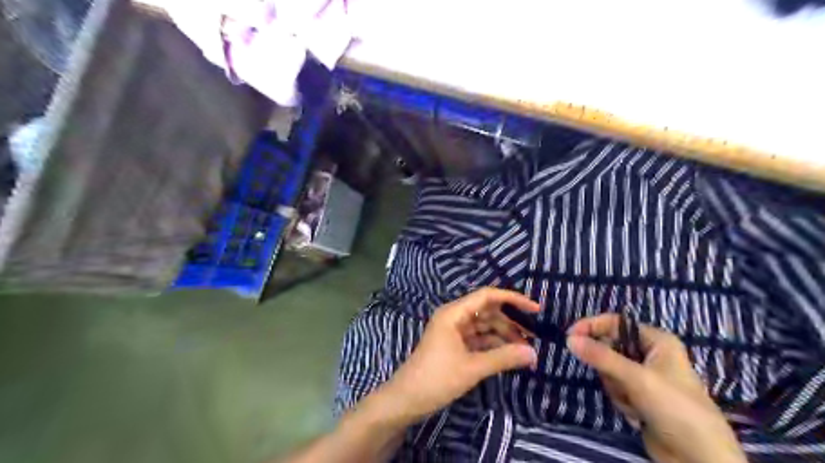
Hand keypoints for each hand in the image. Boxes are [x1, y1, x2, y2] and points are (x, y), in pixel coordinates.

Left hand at [382, 288, 539, 425]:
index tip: (536, 309)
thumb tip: (533, 353)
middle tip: (534, 336)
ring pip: (484, 326)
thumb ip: (503, 358)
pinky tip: (509, 355)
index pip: (487, 296)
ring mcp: (453, 331)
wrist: (406, 399)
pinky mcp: (454, 345)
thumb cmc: (436, 378)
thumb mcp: (472, 368)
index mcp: (454, 313)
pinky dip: (494, 346)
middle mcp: (454, 317)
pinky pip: (478, 339)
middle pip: (487, 311)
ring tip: (526, 350)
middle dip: (510, 322)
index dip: (513, 299)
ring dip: (504, 336)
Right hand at [568, 314, 748, 462]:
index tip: (570, 337)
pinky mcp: (640, 397)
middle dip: (608, 367)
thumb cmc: (675, 408)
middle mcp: (651, 354)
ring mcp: (645, 377)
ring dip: (615, 387)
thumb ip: (601, 357)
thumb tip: (569, 339)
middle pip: (610, 347)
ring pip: (610, 370)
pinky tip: (636, 414)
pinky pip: (615, 387)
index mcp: (657, 340)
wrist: (699, 459)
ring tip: (633, 402)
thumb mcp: (636, 378)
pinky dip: (620, 399)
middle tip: (615, 380)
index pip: (616, 323)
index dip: (592, 327)